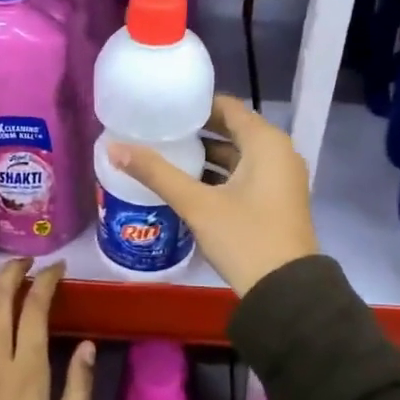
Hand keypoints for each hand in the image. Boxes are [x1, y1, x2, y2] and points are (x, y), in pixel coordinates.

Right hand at [107, 94, 319, 296]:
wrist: (286, 292)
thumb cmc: (244, 237)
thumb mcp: (197, 204)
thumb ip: (156, 173)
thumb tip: (114, 148)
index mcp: (266, 142)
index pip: (227, 107)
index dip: (194, 107)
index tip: (162, 110)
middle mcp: (279, 153)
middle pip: (231, 131)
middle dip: (195, 134)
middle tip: (157, 134)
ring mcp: (280, 179)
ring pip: (237, 157)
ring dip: (205, 158)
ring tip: (165, 158)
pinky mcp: (276, 202)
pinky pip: (244, 177)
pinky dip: (218, 177)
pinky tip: (187, 187)